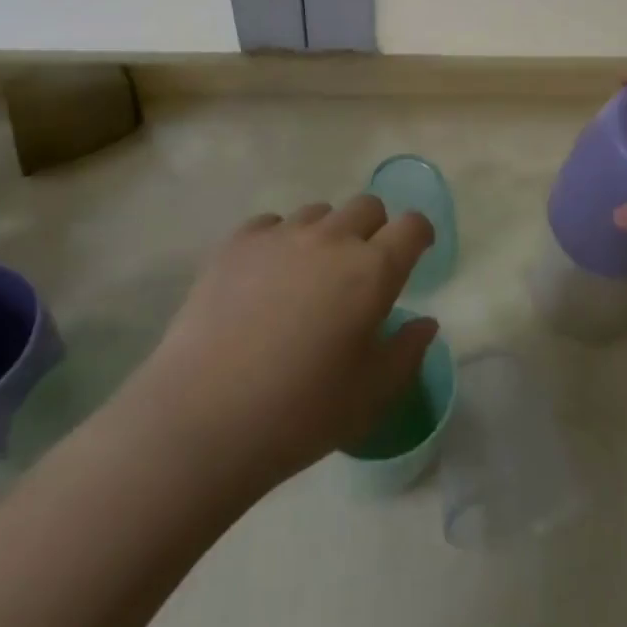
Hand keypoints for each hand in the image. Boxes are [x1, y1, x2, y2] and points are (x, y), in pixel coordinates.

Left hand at [125, 196, 437, 497]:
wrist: (202, 420)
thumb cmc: (299, 414)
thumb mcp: (371, 396)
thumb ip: (407, 352)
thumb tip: (425, 322)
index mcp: (372, 271)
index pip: (412, 226)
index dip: (419, 234)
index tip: (415, 253)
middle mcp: (332, 239)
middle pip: (367, 206)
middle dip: (374, 230)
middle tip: (359, 271)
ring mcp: (281, 235)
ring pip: (318, 213)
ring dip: (325, 235)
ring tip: (307, 278)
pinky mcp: (237, 243)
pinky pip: (271, 225)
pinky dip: (279, 242)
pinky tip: (264, 280)